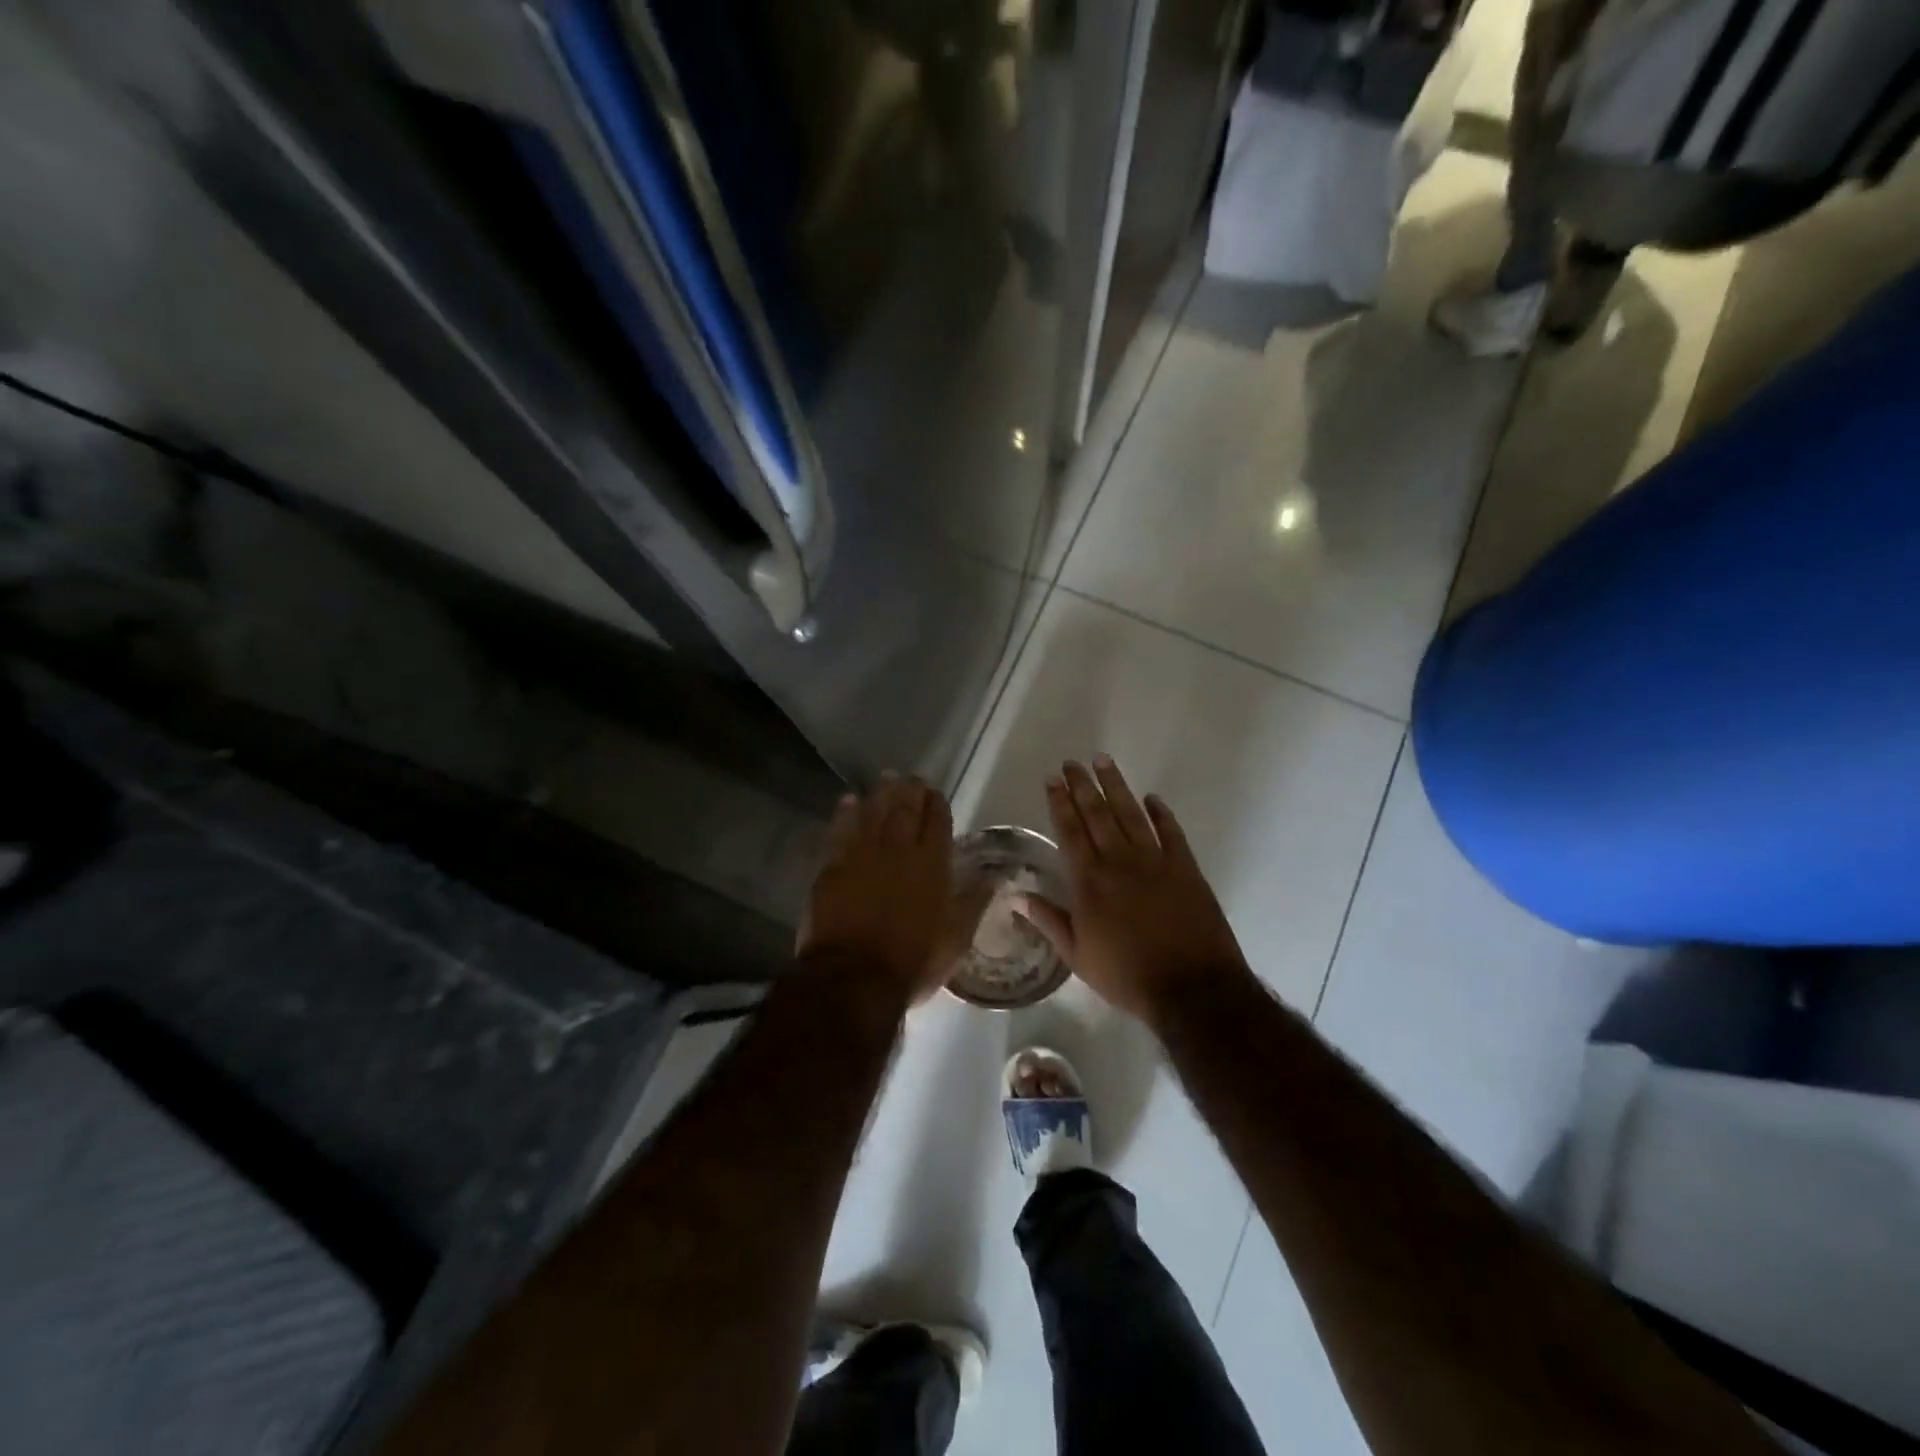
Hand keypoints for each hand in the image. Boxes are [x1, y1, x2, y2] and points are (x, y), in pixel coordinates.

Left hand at [797, 773, 968, 1005]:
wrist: (853, 978)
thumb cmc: (913, 962)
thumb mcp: (956, 938)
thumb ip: (975, 901)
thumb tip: (998, 874)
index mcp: (932, 865)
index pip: (937, 823)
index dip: (937, 805)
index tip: (935, 792)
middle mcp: (899, 851)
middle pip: (905, 811)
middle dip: (910, 791)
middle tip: (912, 777)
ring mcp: (862, 856)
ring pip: (874, 813)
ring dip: (881, 794)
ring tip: (886, 778)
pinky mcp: (833, 867)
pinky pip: (840, 830)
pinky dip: (846, 813)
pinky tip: (849, 800)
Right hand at [1019, 757, 1249, 1025]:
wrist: (1191, 988)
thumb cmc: (1127, 976)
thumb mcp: (1077, 956)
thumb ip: (1048, 920)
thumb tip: (1016, 896)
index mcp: (1090, 882)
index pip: (1070, 832)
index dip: (1060, 804)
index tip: (1053, 779)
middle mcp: (1119, 862)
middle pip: (1097, 815)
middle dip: (1082, 786)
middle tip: (1073, 762)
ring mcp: (1155, 861)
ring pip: (1131, 814)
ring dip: (1116, 786)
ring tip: (1103, 761)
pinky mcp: (1185, 868)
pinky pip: (1171, 832)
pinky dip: (1161, 813)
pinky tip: (1152, 798)